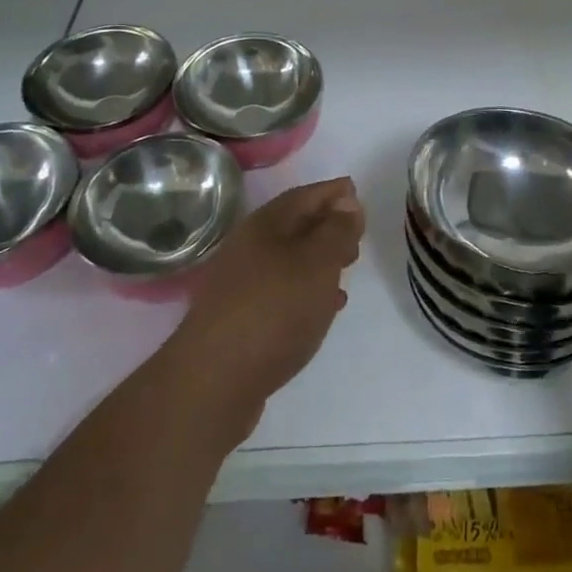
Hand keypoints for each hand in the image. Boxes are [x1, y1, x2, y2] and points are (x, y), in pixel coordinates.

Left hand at [167, 177, 363, 439]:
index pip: (304, 196)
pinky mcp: (240, 318)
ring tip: (346, 270)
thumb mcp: (317, 263)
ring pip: (288, 260)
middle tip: (357, 235)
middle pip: (294, 226)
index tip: (356, 191)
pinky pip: (281, 291)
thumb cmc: (274, 309)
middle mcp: (249, 247)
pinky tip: (324, 307)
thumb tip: (346, 201)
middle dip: (327, 226)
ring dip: (318, 260)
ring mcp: (241, 284)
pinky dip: (306, 290)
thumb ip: (336, 231)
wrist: (214, 381)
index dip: (332, 192)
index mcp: (265, 225)